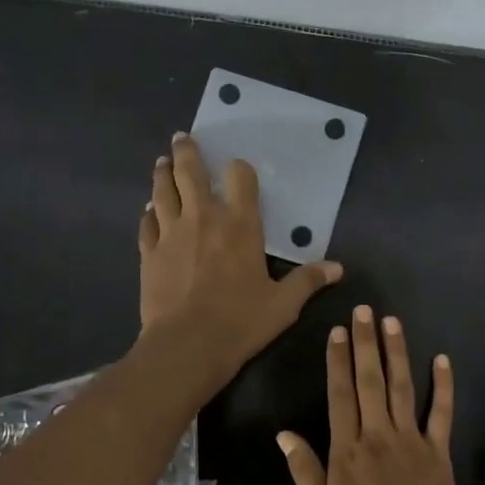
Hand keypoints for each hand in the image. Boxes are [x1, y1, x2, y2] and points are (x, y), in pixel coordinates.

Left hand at [138, 133, 342, 390]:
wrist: (187, 346)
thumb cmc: (241, 322)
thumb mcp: (283, 304)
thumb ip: (308, 281)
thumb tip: (338, 269)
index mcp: (240, 224)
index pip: (239, 177)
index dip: (238, 169)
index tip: (236, 169)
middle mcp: (203, 218)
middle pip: (190, 172)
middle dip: (187, 152)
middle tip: (182, 138)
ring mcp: (171, 233)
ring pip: (163, 191)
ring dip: (162, 174)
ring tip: (161, 162)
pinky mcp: (149, 253)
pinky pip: (147, 223)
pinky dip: (149, 213)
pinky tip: (148, 210)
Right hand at [277, 305, 467, 484]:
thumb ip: (305, 472)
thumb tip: (284, 434)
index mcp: (347, 451)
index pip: (340, 395)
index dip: (337, 361)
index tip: (337, 332)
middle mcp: (378, 436)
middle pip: (370, 381)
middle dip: (365, 343)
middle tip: (364, 311)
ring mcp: (411, 441)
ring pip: (403, 387)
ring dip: (397, 352)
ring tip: (391, 322)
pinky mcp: (438, 451)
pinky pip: (441, 413)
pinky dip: (443, 386)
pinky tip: (442, 360)